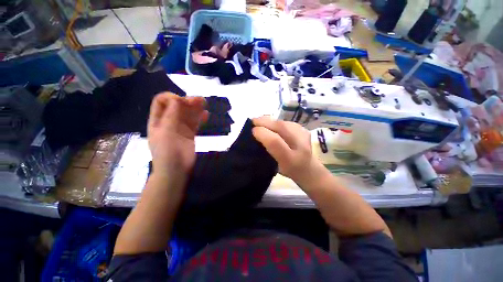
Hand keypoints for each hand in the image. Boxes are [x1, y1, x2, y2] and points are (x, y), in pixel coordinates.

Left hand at [147, 93, 207, 179]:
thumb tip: (176, 99)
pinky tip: (207, 115)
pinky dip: (200, 118)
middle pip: (177, 106)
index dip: (171, 97)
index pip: (161, 101)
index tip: (183, 101)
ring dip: (195, 108)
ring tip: (205, 103)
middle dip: (187, 101)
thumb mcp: (165, 132)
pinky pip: (195, 122)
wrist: (175, 170)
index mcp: (158, 120)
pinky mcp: (190, 133)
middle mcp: (169, 121)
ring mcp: (180, 128)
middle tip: (200, 100)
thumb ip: (170, 116)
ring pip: (188, 114)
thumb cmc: (166, 152)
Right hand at [252, 116, 326, 184]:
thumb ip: (266, 152)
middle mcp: (300, 146)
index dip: (262, 133)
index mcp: (290, 160)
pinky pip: (287, 122)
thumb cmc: (288, 170)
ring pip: (283, 122)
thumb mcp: (274, 167)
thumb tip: (256, 135)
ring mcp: (304, 136)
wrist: (308, 169)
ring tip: (260, 121)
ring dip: (270, 120)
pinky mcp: (304, 129)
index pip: (275, 142)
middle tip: (253, 121)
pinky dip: (276, 121)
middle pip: (281, 127)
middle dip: (265, 122)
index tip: (252, 130)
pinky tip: (271, 124)